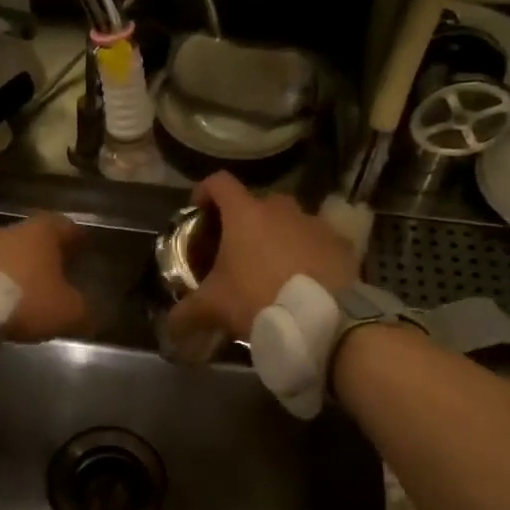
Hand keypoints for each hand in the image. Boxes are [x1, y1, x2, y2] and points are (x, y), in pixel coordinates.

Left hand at [0, 214, 88, 342]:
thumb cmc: (24, 298)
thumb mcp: (67, 311)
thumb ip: (84, 311)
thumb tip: (92, 316)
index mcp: (42, 232)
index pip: (65, 226)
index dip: (76, 237)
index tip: (84, 247)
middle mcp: (11, 229)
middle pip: (35, 237)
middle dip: (46, 252)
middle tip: (58, 269)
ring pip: (9, 251)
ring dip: (19, 265)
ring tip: (28, 287)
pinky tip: (1, 297)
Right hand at [167, 172, 359, 362]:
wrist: (324, 319)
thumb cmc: (259, 299)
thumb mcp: (213, 308)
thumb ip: (186, 313)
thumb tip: (169, 326)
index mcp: (245, 213)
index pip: (219, 183)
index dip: (204, 191)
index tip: (198, 210)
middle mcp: (280, 208)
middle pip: (255, 203)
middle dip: (243, 221)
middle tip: (234, 250)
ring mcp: (314, 222)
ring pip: (289, 221)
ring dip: (277, 236)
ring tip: (271, 267)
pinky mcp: (341, 243)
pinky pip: (317, 241)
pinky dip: (307, 253)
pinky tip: (303, 279)